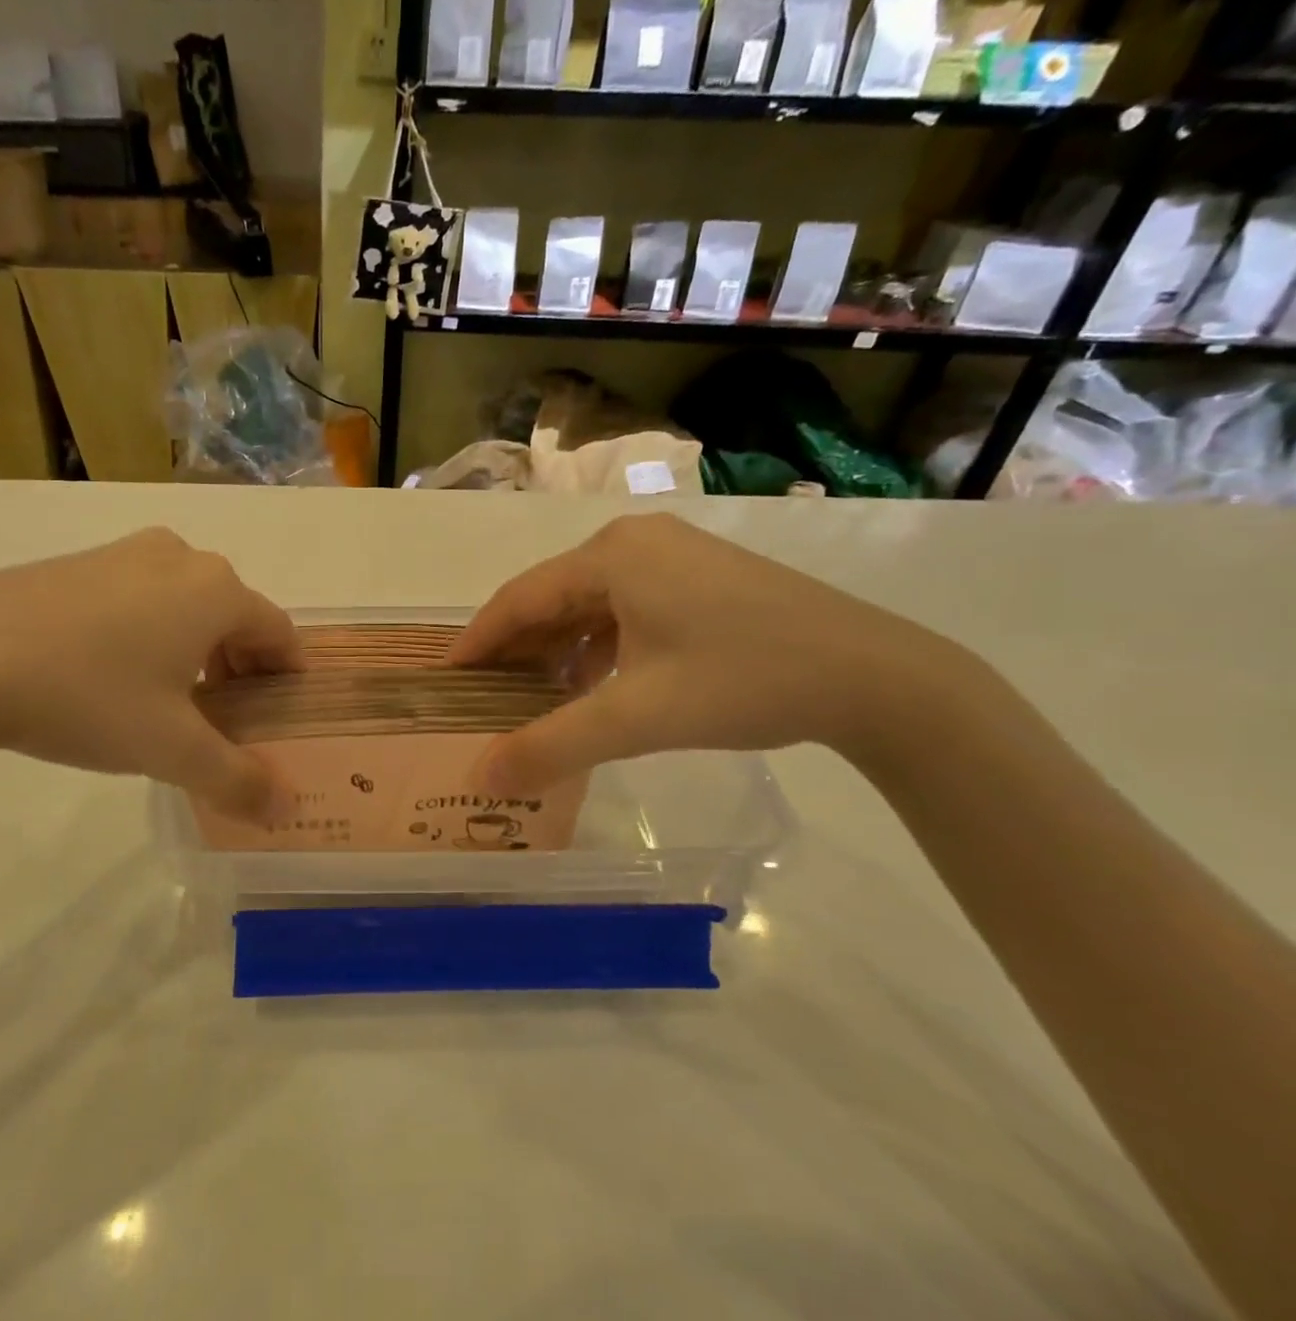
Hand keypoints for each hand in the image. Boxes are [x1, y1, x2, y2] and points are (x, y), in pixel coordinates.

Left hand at [0, 528, 301, 819]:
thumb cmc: (88, 697)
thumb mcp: (171, 749)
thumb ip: (237, 780)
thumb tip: (285, 808)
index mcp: (215, 591)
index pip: (279, 632)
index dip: (287, 677)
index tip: (280, 717)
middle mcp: (178, 558)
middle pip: (234, 616)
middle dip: (240, 667)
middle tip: (226, 719)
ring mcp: (122, 554)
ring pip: (185, 604)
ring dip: (196, 650)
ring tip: (173, 702)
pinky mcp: (76, 563)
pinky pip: (139, 598)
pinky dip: (151, 633)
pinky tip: (116, 677)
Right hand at [448, 514, 961, 792]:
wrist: (875, 678)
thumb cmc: (744, 681)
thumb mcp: (636, 718)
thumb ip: (551, 746)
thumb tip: (481, 777)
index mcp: (612, 556)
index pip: (518, 598)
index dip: (477, 642)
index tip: (445, 681)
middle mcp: (636, 543)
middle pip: (551, 598)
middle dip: (515, 650)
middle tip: (482, 697)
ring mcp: (674, 558)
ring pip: (589, 606)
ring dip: (556, 652)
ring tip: (530, 698)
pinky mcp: (701, 581)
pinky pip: (625, 611)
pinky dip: (597, 648)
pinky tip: (593, 687)